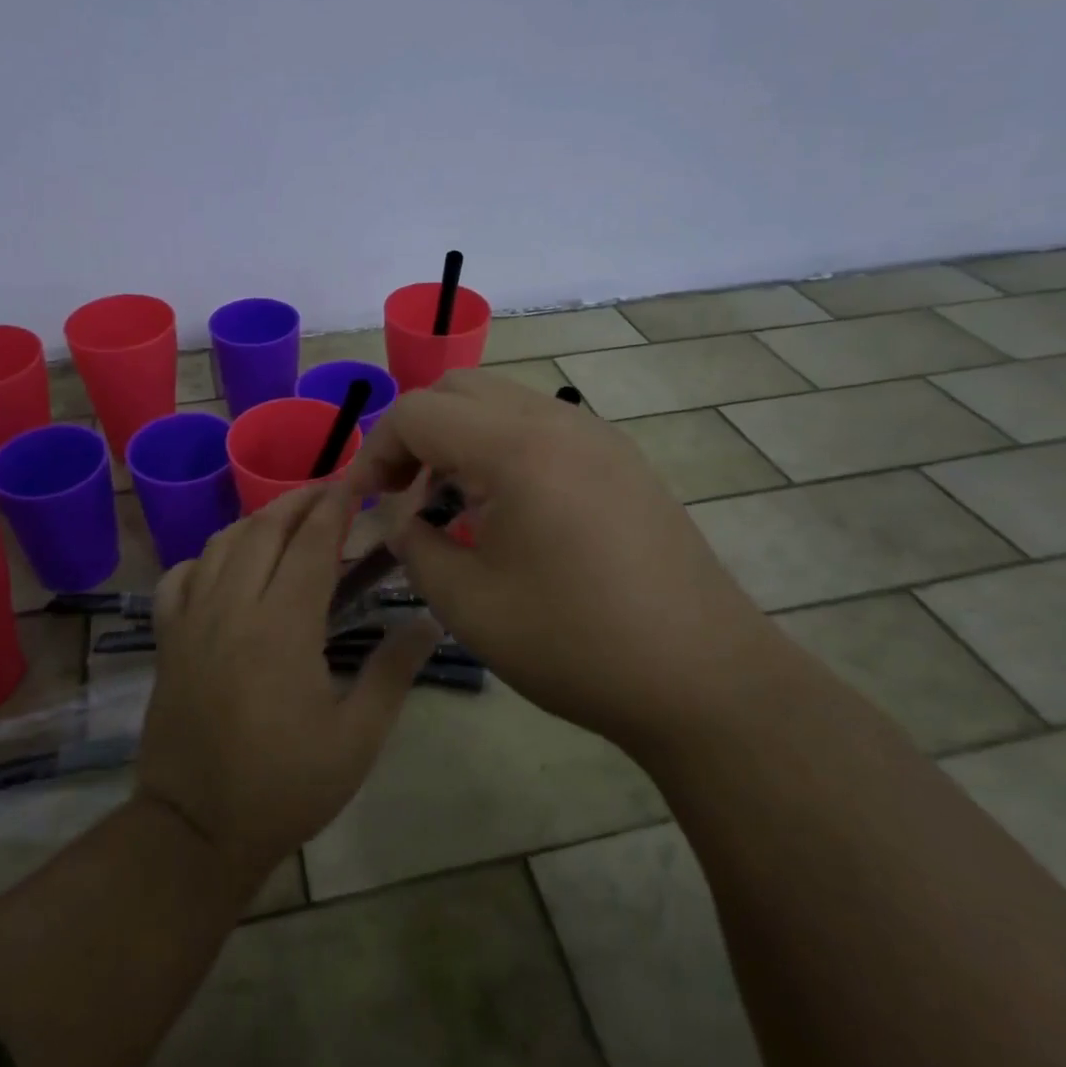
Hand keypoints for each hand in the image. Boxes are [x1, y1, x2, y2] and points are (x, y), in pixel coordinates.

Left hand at [135, 482, 440, 889]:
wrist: (195, 832)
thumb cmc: (285, 787)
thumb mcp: (357, 739)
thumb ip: (393, 672)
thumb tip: (428, 621)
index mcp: (283, 627)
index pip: (312, 544)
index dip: (335, 506)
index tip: (355, 482)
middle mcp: (233, 608)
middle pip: (264, 529)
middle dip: (299, 501)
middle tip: (328, 493)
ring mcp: (192, 621)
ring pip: (221, 544)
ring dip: (257, 521)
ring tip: (286, 520)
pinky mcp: (167, 640)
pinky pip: (180, 577)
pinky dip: (205, 557)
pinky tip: (225, 565)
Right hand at [349, 370, 774, 747]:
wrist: (703, 677)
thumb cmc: (574, 643)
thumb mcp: (468, 604)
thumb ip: (414, 547)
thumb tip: (402, 520)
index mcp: (516, 448)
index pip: (417, 412)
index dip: (375, 451)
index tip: (362, 502)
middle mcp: (558, 421)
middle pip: (459, 389)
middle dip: (415, 432)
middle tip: (402, 492)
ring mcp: (597, 435)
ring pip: (502, 401)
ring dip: (459, 437)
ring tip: (449, 502)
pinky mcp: (621, 459)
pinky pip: (541, 426)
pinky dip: (501, 447)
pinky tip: (506, 509)